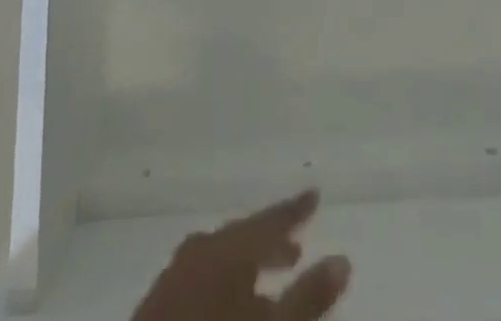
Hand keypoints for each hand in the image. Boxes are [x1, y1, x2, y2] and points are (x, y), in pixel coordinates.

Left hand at [131, 189, 351, 320]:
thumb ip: (309, 295)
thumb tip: (343, 259)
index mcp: (228, 247)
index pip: (269, 220)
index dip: (294, 209)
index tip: (315, 193)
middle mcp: (201, 250)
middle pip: (243, 238)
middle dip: (271, 244)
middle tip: (297, 250)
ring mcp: (174, 277)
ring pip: (220, 260)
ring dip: (248, 267)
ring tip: (270, 285)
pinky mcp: (157, 306)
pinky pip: (200, 280)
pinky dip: (224, 284)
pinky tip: (231, 306)